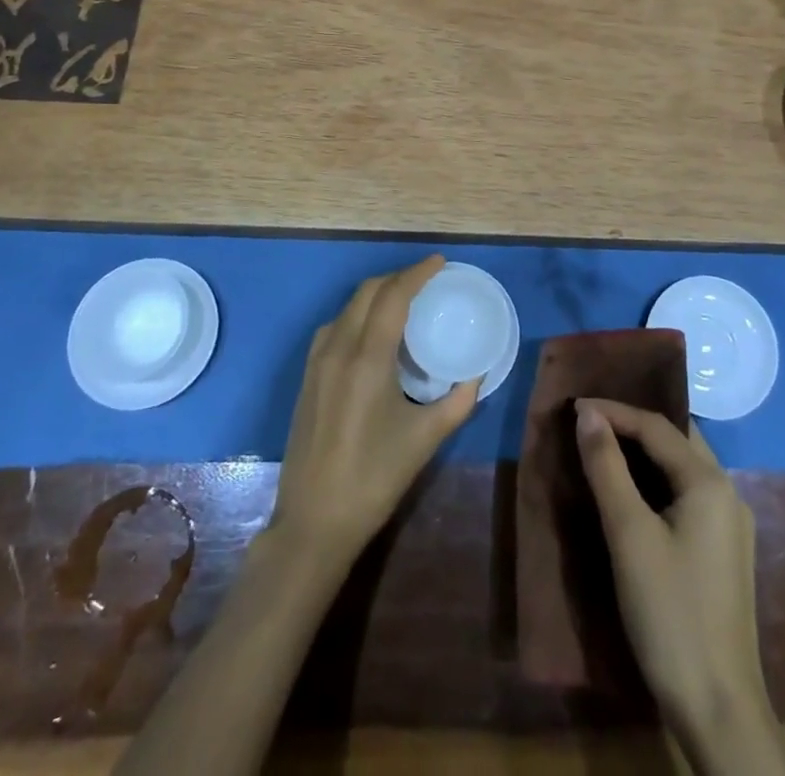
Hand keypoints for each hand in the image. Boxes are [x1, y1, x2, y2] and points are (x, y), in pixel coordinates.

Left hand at [268, 256, 480, 570]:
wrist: (314, 521)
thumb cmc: (374, 478)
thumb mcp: (425, 439)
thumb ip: (457, 402)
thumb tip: (476, 375)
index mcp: (368, 358)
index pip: (393, 296)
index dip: (416, 273)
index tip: (439, 262)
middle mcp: (339, 349)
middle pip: (367, 292)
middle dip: (397, 278)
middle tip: (426, 281)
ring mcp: (317, 362)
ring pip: (348, 307)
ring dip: (376, 294)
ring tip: (403, 302)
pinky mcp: (307, 377)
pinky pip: (334, 327)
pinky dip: (357, 315)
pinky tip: (372, 334)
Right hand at [574, 398, 771, 737]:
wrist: (719, 709)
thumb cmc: (670, 613)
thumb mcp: (629, 534)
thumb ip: (607, 467)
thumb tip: (587, 414)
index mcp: (710, 482)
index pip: (657, 425)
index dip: (614, 411)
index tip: (573, 407)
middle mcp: (727, 493)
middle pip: (676, 440)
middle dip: (633, 424)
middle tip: (590, 421)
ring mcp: (730, 525)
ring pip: (683, 467)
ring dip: (645, 453)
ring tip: (604, 448)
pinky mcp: (723, 553)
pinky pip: (687, 494)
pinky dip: (657, 481)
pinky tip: (633, 494)